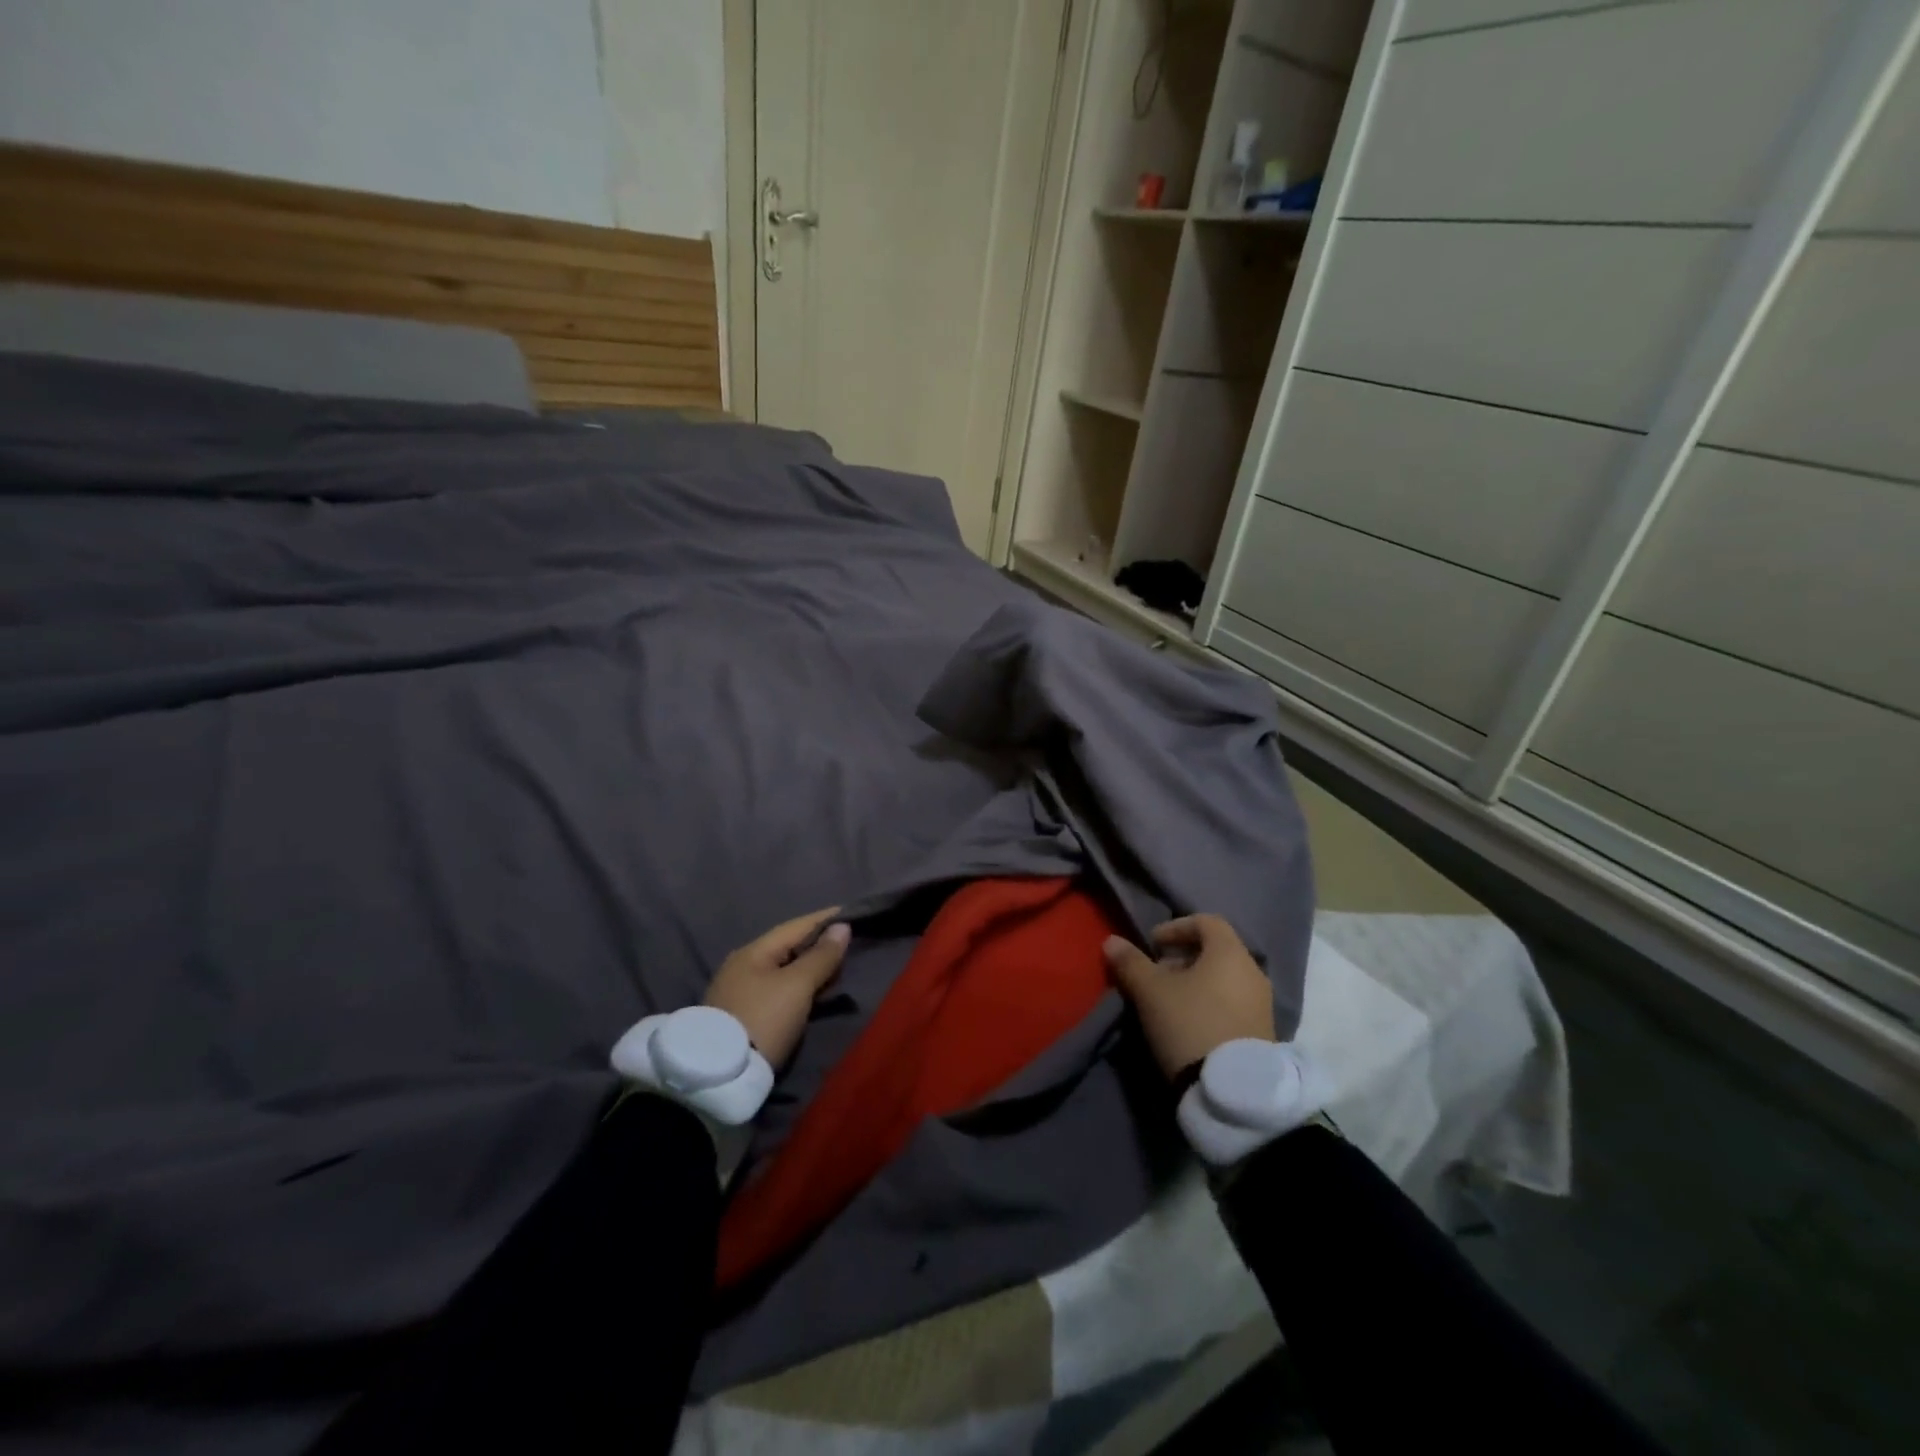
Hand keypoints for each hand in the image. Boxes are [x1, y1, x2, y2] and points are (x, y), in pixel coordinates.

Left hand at [704, 908, 850, 1068]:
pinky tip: (812, 993)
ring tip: (836, 970)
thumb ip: (821, 956)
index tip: (853, 914)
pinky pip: (777, 990)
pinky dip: (798, 987)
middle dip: (818, 944)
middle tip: (848, 946)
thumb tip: (842, 926)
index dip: (825, 919)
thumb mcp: (797, 986)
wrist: (720, 1076)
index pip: (796, 926)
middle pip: (788, 947)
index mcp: (753, 952)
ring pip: (782, 970)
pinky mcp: (740, 1017)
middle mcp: (742, 966)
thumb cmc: (763, 1019)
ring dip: (809, 968)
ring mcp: (738, 992)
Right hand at [1103, 915, 1274, 1079]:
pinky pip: (1233, 1003)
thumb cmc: (1190, 1024)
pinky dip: (1210, 1003)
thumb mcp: (1150, 991)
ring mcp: (1262, 1004)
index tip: (1152, 945)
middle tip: (1156, 975)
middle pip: (1216, 951)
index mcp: (1230, 953)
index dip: (1176, 927)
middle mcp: (1253, 972)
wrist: (1233, 1092)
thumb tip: (1112, 941)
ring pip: (1224, 979)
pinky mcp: (1263, 1033)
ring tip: (1168, 1002)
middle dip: (1182, 958)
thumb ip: (1130, 962)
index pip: (1206, 922)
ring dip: (1195, 983)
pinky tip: (1189, 1023)